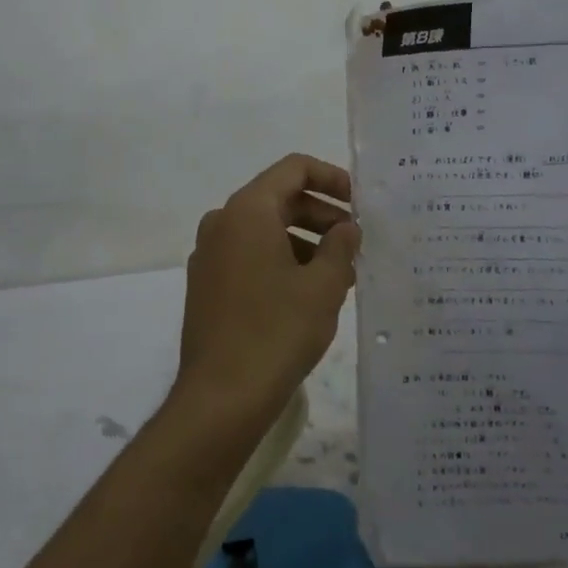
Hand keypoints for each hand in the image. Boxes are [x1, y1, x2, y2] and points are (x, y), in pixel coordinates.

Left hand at [172, 154, 361, 437]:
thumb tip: (347, 227)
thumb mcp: (323, 286)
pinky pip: (250, 254)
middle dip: (322, 215)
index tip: (360, 203)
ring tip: (341, 273)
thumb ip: (341, 246)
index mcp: (247, 210)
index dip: (332, 178)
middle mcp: (222, 222)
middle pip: (279, 198)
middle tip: (357, 242)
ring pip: (265, 229)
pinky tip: (309, 293)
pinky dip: (282, 260)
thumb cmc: (276, 332)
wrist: (220, 398)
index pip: (294, 169)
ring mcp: (210, 254)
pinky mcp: (207, 284)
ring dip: (305, 241)